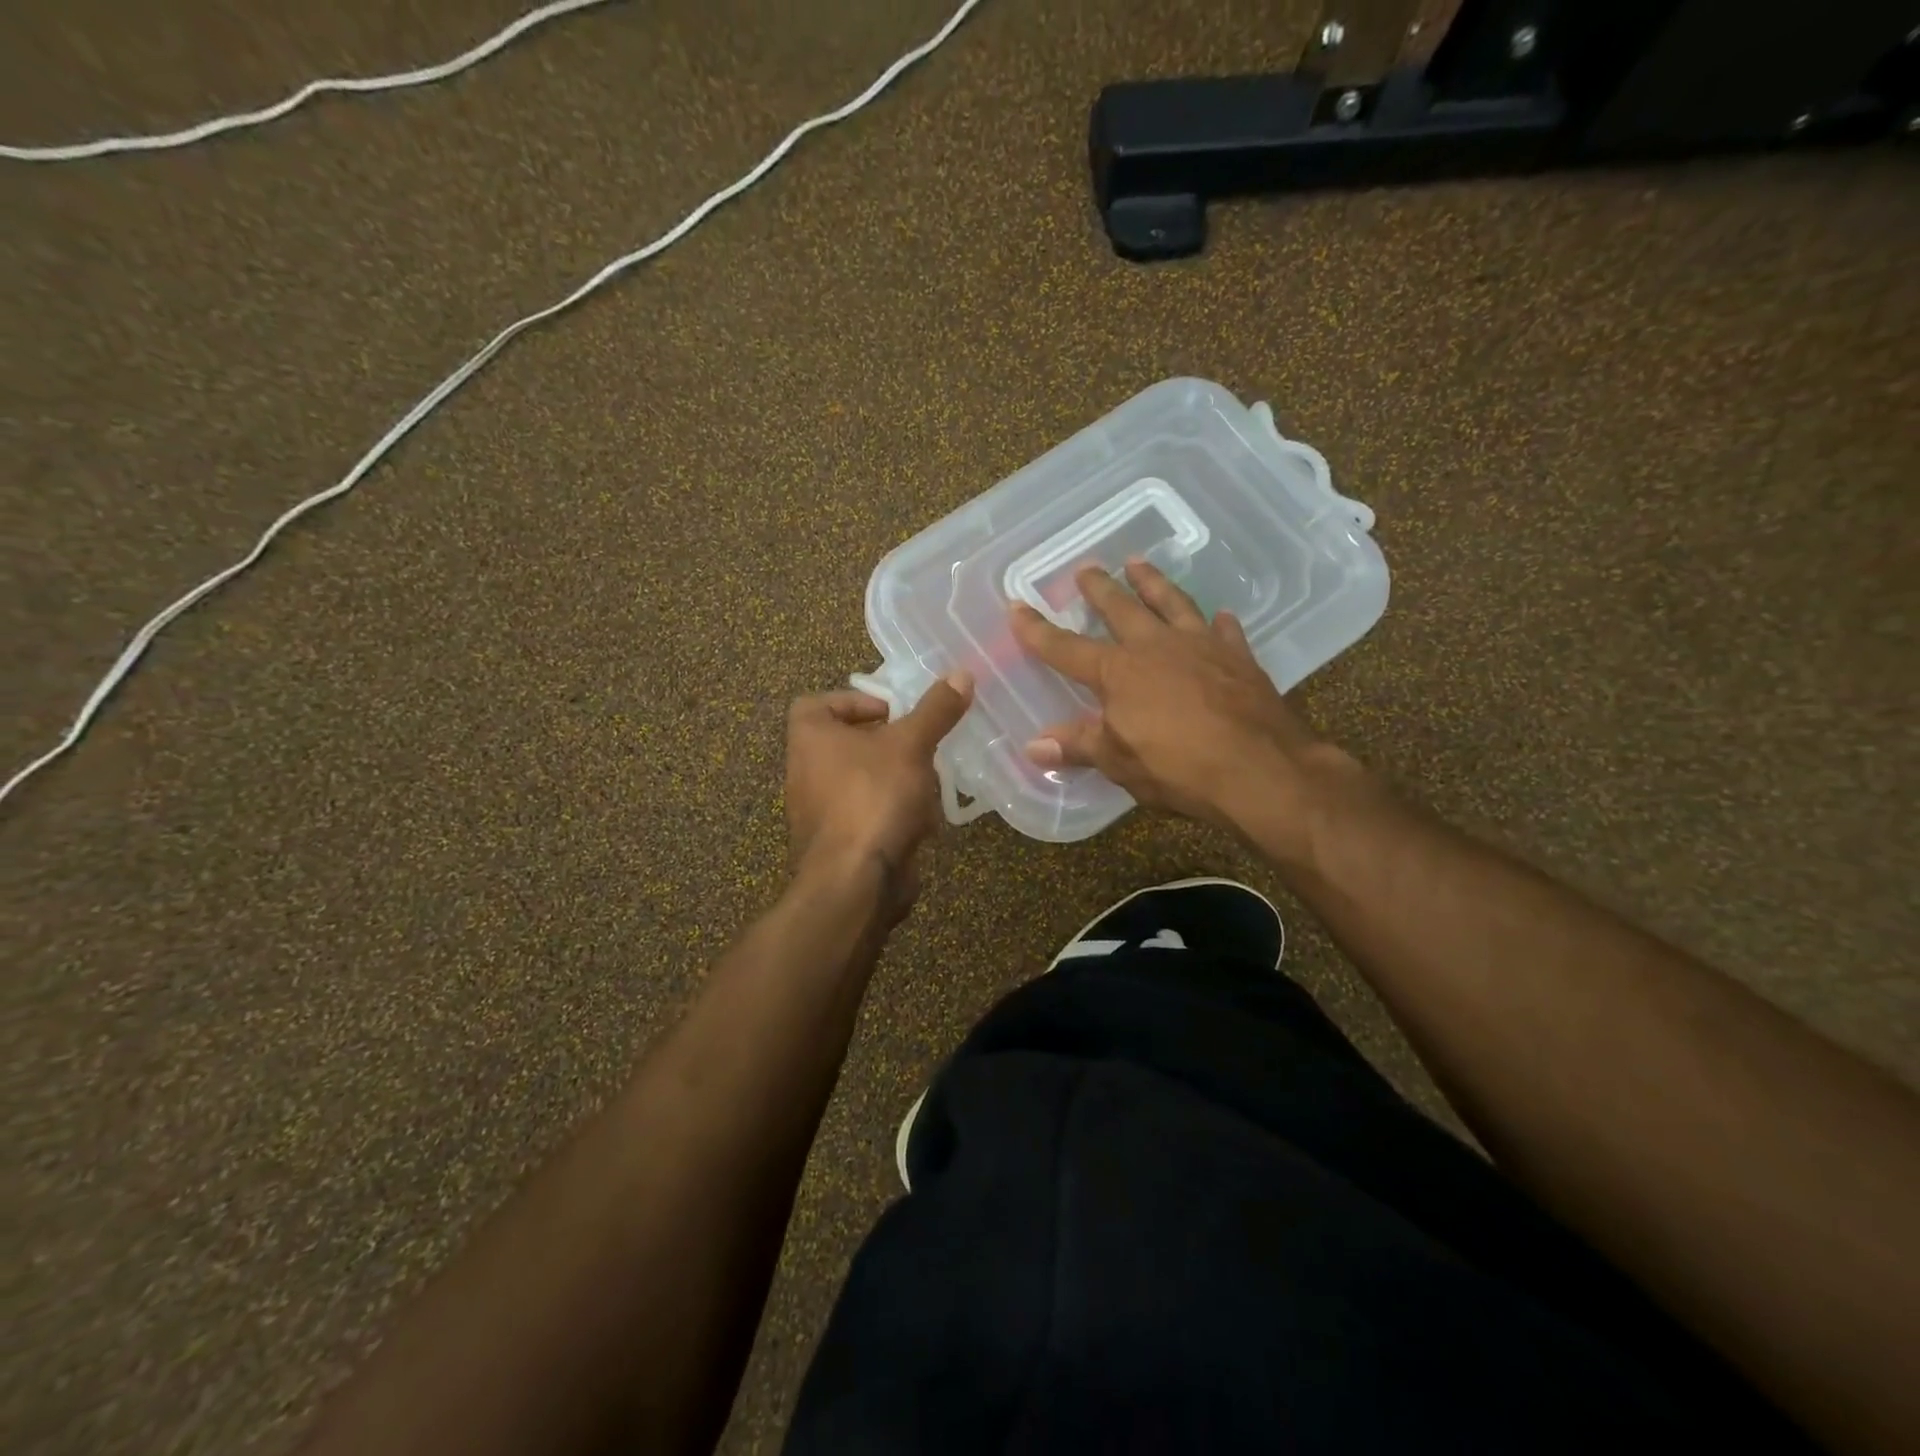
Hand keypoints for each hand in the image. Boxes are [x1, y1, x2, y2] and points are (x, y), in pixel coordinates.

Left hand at [783, 675, 973, 915]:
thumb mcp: (911, 744)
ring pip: (862, 780)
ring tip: (929, 780)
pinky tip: (923, 819)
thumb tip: (961, 673)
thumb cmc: (874, 798)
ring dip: (896, 778)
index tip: (894, 712)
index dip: (856, 701)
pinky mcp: (839, 842)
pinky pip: (868, 814)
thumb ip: (935, 710)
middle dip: (889, 743)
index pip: (819, 703)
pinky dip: (893, 812)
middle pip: (847, 742)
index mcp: (809, 738)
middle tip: (921, 743)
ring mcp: (819, 810)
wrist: (855, 881)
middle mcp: (805, 771)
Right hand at [1009, 560, 1349, 860]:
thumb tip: (1033, 747)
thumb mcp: (1119, 762)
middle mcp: (1156, 647)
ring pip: (1172, 603)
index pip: (1066, 648)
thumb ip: (1078, 747)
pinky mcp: (1239, 658)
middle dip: (1100, 589)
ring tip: (1139, 563)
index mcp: (1119, 672)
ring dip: (1154, 583)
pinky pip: (1224, 631)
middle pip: (1121, 609)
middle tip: (1086, 568)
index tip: (1016, 606)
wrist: (1261, 769)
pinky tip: (1218, 615)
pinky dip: (1218, 622)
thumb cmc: (1179, 768)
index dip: (1038, 631)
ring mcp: (1201, 647)